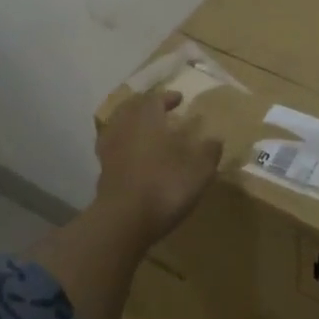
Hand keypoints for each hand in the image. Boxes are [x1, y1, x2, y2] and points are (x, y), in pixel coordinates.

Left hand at [95, 90, 224, 244]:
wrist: (124, 220)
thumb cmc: (165, 186)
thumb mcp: (199, 170)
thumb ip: (209, 152)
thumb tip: (216, 139)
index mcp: (147, 118)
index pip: (155, 98)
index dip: (167, 97)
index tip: (179, 99)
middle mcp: (125, 127)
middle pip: (131, 107)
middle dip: (145, 106)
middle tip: (159, 109)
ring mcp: (109, 149)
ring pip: (118, 126)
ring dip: (131, 124)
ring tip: (146, 131)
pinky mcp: (102, 171)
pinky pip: (113, 148)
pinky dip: (123, 145)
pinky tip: (133, 155)